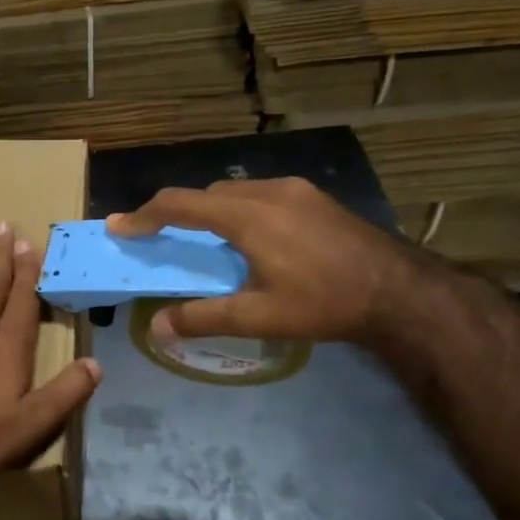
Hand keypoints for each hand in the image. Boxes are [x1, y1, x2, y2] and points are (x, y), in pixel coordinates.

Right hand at [106, 179, 414, 344]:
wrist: (401, 291)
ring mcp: (296, 191)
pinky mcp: (316, 198)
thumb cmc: (324, 303)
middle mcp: (268, 192)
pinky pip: (262, 195)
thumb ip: (203, 318)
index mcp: (247, 216)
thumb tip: (157, 328)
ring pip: (235, 192)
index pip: (180, 205)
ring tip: (207, 243)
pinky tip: (253, 241)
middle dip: (177, 213)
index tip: (119, 227)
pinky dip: (239, 211)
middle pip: (206, 194)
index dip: (144, 216)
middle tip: (161, 239)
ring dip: (210, 211)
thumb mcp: (259, 317)